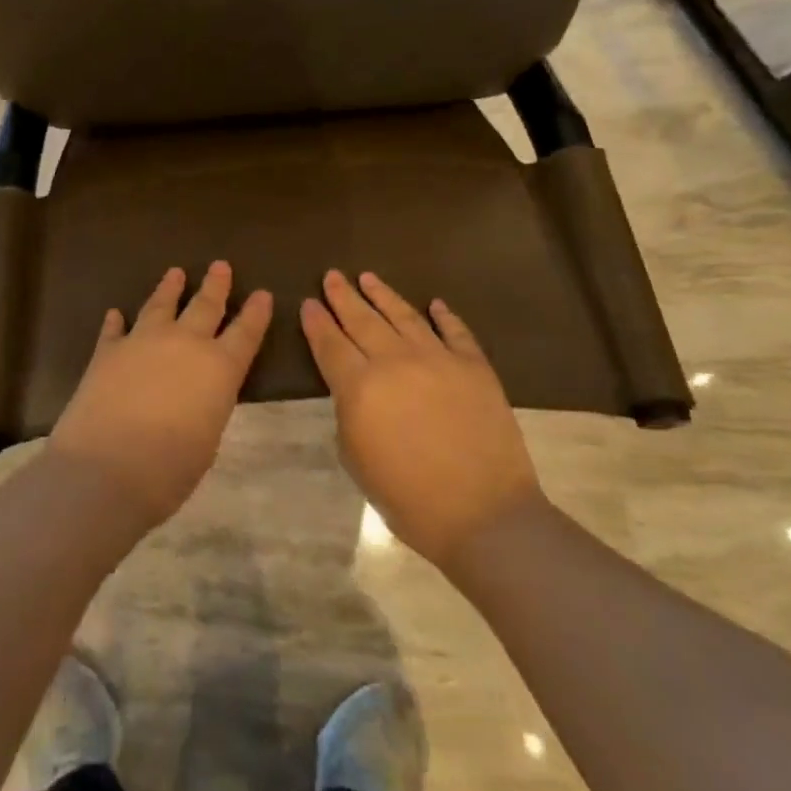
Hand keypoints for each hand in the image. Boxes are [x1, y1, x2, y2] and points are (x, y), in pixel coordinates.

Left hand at [51, 262, 272, 525]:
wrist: (106, 468)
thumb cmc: (170, 469)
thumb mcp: (207, 438)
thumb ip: (206, 404)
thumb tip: (197, 393)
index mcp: (219, 368)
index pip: (246, 333)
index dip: (256, 312)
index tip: (262, 293)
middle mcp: (184, 344)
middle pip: (205, 306)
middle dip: (216, 285)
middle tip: (220, 265)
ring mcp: (143, 341)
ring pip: (161, 305)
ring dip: (170, 288)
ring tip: (175, 272)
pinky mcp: (107, 351)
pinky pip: (114, 329)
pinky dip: (116, 321)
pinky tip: (116, 313)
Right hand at [302, 271, 541, 568]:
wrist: (483, 514)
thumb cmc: (408, 498)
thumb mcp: (356, 459)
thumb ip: (349, 413)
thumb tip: (355, 390)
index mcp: (360, 387)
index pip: (330, 344)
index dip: (316, 321)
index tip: (307, 302)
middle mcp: (395, 361)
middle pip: (362, 320)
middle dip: (343, 297)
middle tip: (332, 276)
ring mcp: (438, 359)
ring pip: (404, 316)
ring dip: (383, 294)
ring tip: (368, 277)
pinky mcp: (474, 367)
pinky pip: (455, 331)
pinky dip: (444, 315)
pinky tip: (434, 304)